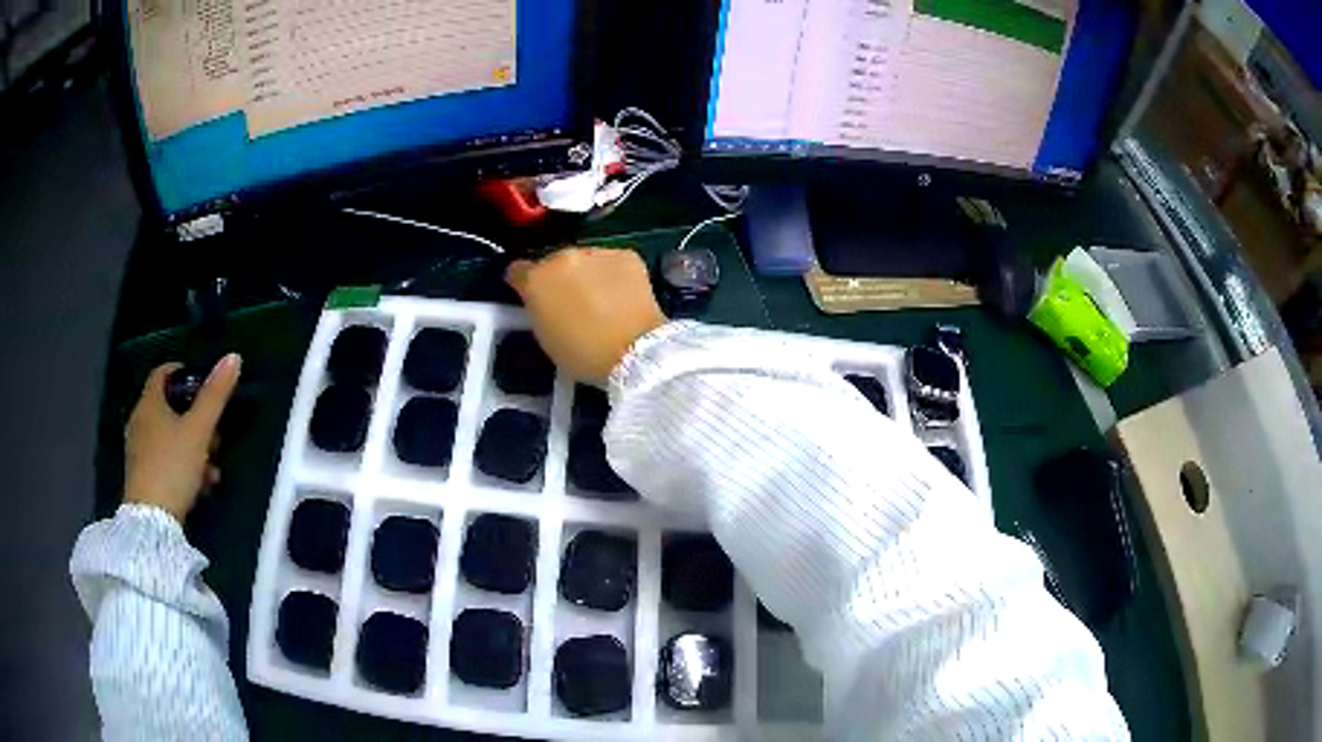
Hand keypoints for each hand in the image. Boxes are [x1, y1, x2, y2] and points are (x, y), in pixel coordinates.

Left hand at [123, 355, 241, 521]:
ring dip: (191, 446)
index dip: (183, 373)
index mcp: (149, 403)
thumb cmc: (172, 467)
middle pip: (168, 408)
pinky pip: (163, 459)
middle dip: (194, 418)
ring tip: (211, 468)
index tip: (203, 385)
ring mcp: (138, 451)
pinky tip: (199, 486)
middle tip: (214, 435)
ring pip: (168, 437)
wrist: (151, 521)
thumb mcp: (199, 431)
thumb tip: (233, 356)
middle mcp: (139, 421)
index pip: (163, 373)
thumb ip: (215, 396)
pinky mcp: (141, 476)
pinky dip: (181, 465)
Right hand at [506, 248, 666, 382]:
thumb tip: (543, 300)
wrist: (636, 351)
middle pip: (554, 262)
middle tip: (572, 301)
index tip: (533, 296)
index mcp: (536, 280)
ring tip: (601, 299)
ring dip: (587, 274)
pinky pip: (612, 262)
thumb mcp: (545, 336)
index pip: (518, 270)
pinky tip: (623, 295)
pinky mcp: (626, 255)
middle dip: (559, 278)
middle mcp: (562, 257)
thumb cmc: (583, 355)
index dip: (524, 283)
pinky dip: (614, 275)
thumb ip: (539, 309)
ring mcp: (596, 253)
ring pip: (585, 260)